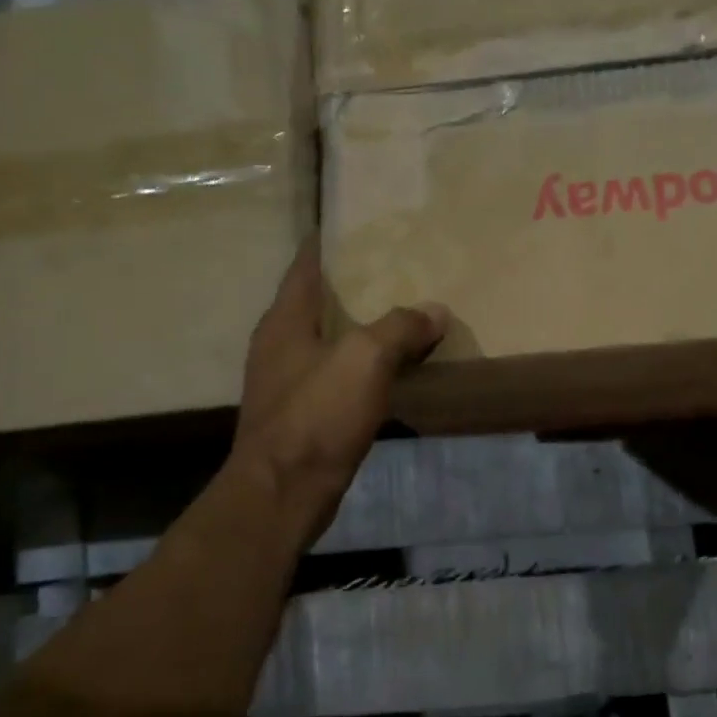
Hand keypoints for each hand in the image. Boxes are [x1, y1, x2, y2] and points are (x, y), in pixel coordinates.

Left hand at [231, 242, 447, 537]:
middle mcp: (280, 344)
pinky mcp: (304, 415)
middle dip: (356, 284)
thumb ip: (400, 327)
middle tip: (400, 268)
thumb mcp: (364, 359)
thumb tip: (435, 311)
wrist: (284, 492)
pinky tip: (395, 368)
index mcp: (285, 320)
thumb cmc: (317, 415)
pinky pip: (340, 375)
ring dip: (364, 327)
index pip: (307, 265)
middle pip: (321, 301)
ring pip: (332, 340)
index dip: (331, 242)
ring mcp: (289, 382)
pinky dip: (366, 366)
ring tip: (406, 313)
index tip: (363, 224)